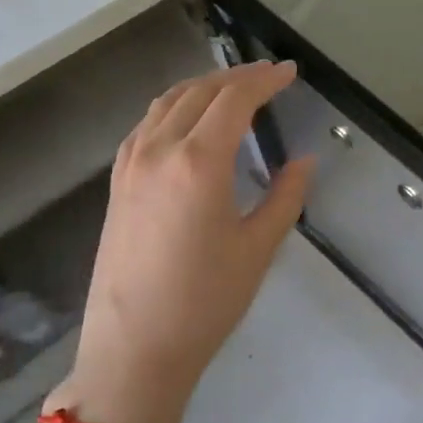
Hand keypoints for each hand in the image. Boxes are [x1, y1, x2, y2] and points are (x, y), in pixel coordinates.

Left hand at [50, 61, 313, 422]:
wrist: (134, 350)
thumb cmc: (205, 301)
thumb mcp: (258, 248)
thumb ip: (285, 196)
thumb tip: (305, 161)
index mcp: (199, 161)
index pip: (235, 99)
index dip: (265, 80)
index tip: (289, 72)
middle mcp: (159, 150)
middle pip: (200, 92)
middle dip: (237, 77)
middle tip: (268, 75)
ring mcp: (131, 165)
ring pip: (167, 102)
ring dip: (203, 86)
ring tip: (232, 89)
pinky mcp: (117, 183)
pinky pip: (146, 125)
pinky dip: (173, 108)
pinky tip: (186, 120)